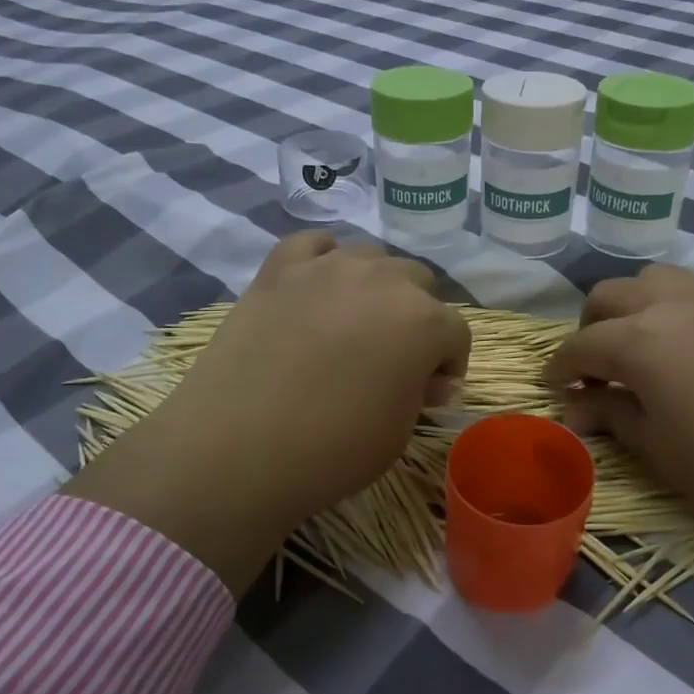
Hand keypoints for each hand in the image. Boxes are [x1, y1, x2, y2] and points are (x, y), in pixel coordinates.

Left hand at [65, 233, 469, 594]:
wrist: (236, 448)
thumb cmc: (332, 449)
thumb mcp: (399, 433)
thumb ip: (420, 393)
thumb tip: (423, 377)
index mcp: (424, 320)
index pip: (456, 332)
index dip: (449, 364)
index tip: (431, 393)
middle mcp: (383, 279)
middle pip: (419, 283)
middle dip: (418, 317)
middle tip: (396, 357)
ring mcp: (327, 267)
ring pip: (371, 257)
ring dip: (377, 286)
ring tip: (356, 322)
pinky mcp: (279, 269)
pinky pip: (313, 245)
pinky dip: (324, 260)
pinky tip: (318, 287)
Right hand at [545, 265, 693, 622]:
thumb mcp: (662, 451)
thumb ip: (611, 417)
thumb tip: (574, 406)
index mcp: (641, 340)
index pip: (580, 346)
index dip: (559, 367)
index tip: (553, 387)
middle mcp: (671, 302)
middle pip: (607, 296)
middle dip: (589, 329)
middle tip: (597, 369)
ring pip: (651, 279)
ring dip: (630, 307)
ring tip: (641, 347)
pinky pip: (693, 286)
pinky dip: (671, 305)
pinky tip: (689, 344)